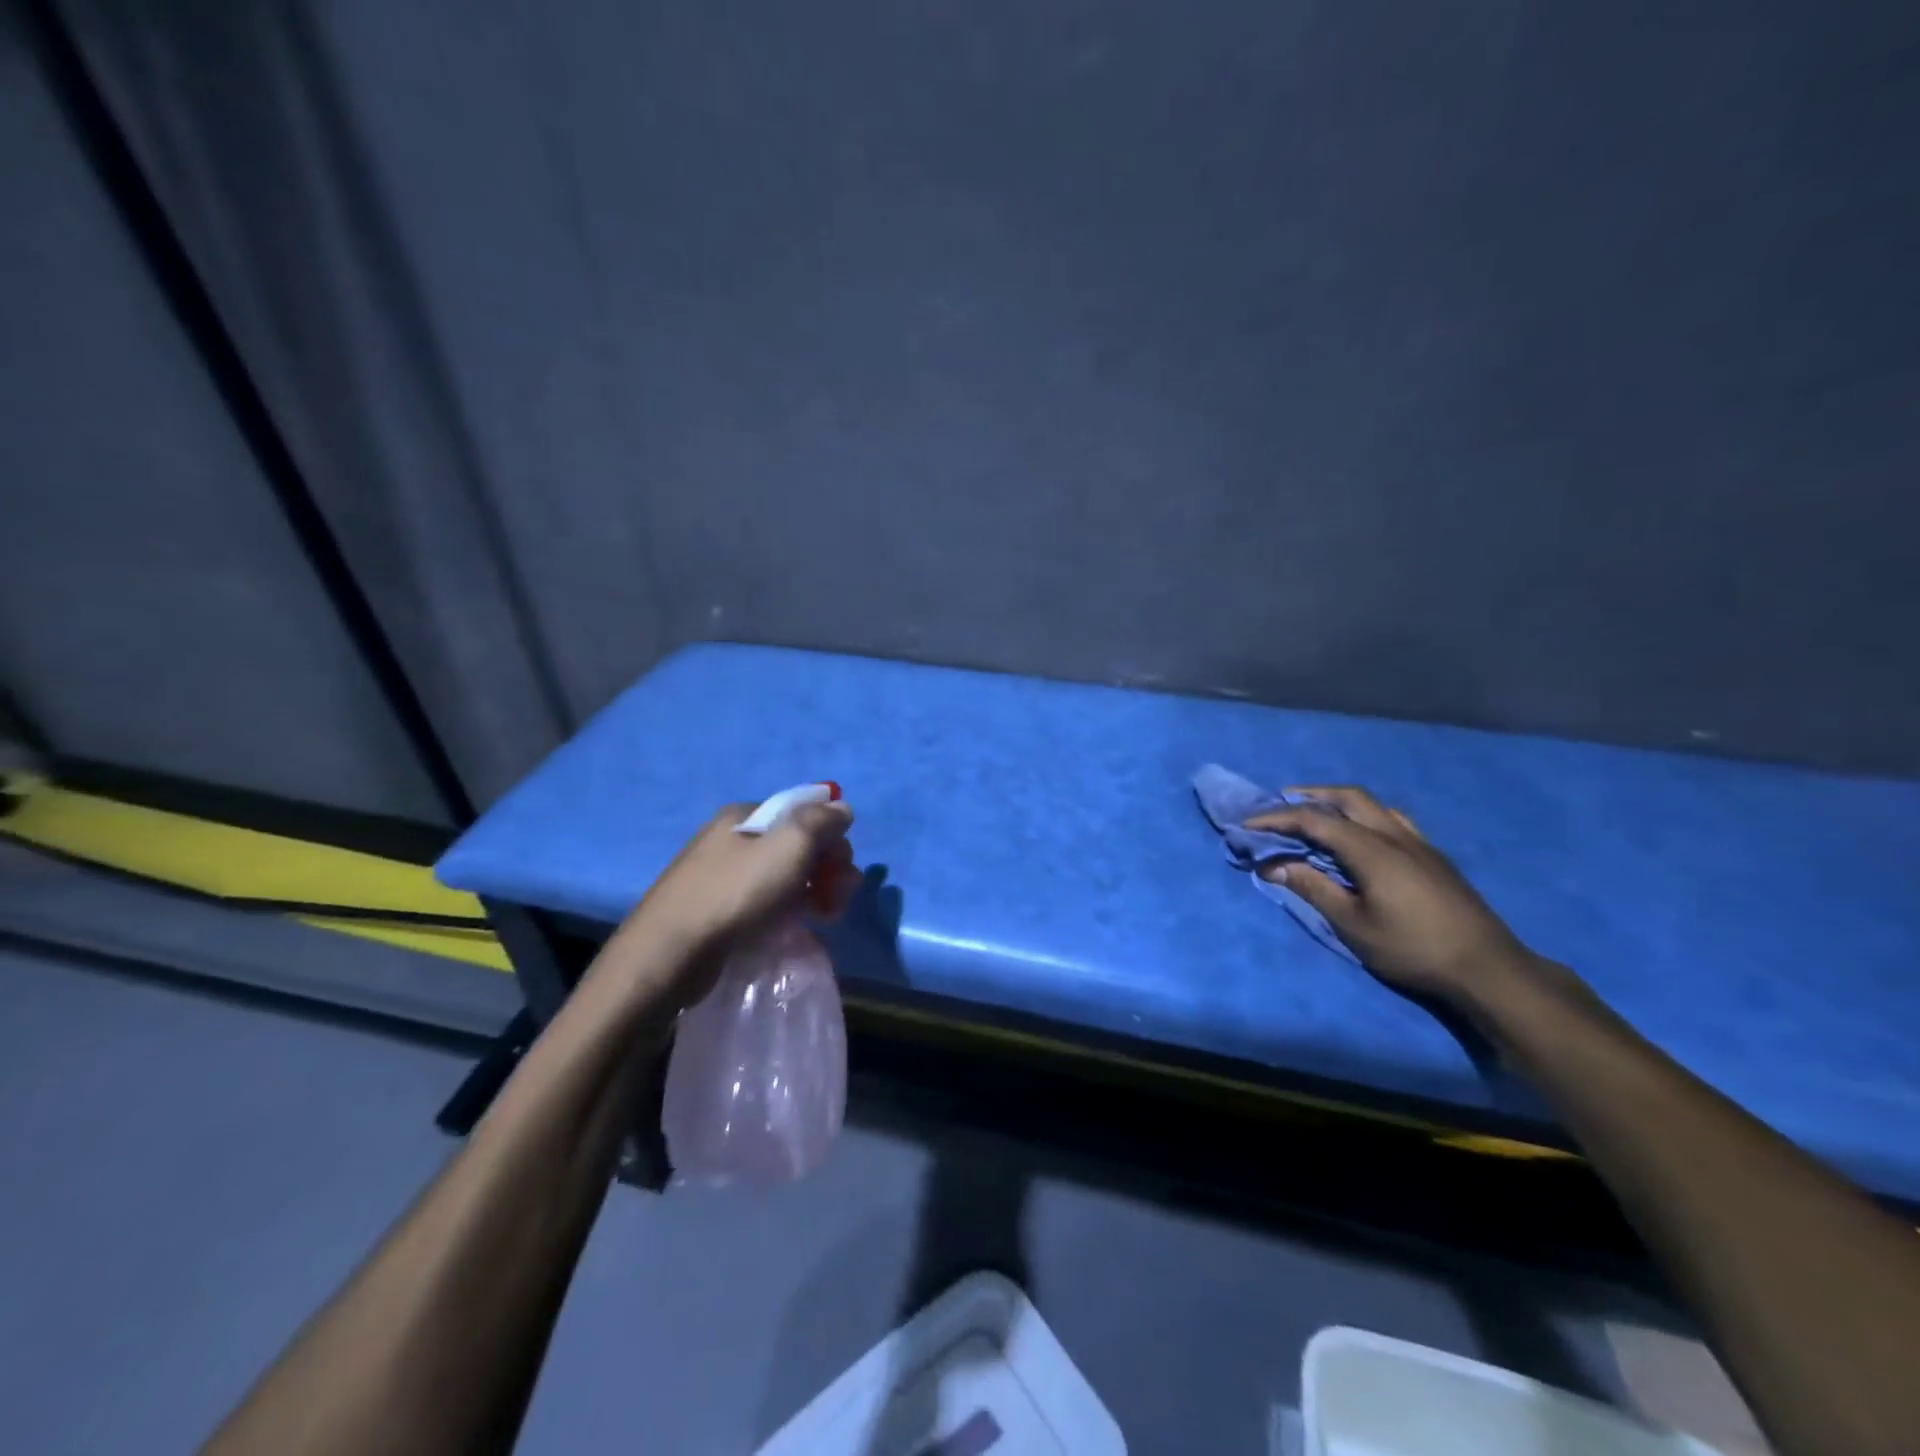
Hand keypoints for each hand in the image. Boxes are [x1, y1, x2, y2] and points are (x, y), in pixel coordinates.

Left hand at [608, 801, 858, 1006]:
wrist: (668, 957)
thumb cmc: (733, 894)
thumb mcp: (789, 846)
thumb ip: (821, 821)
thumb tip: (842, 808)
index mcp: (743, 816)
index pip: (802, 812)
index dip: (831, 836)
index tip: (843, 869)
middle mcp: (729, 840)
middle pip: (794, 845)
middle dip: (826, 869)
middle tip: (838, 901)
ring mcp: (719, 877)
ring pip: (781, 877)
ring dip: (810, 893)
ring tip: (823, 920)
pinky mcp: (714, 912)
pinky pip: (763, 903)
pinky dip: (785, 913)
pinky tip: (792, 931)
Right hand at [1246, 785, 1536, 1005]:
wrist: (1488, 968)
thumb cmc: (1412, 948)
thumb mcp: (1352, 924)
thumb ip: (1312, 888)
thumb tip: (1272, 865)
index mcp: (1371, 849)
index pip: (1314, 820)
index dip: (1276, 818)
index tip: (1247, 824)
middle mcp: (1394, 835)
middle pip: (1348, 797)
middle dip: (1310, 795)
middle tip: (1281, 803)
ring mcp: (1419, 844)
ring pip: (1373, 805)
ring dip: (1339, 802)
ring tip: (1317, 813)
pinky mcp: (1433, 857)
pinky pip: (1391, 820)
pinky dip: (1364, 816)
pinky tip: (1361, 836)